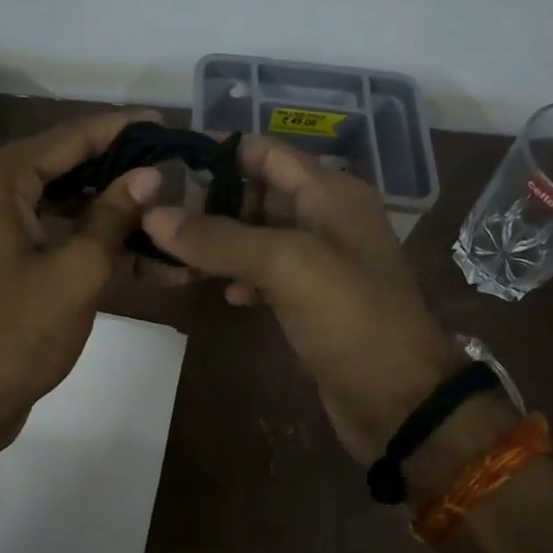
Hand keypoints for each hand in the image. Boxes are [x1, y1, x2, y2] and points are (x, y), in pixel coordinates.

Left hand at [0, 110, 163, 450]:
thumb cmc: (16, 336)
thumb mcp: (77, 272)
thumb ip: (113, 215)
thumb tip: (149, 174)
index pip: (67, 137)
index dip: (120, 129)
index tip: (164, 122)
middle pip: (59, 161)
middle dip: (114, 165)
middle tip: (167, 164)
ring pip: (52, 192)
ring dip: (100, 200)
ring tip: (153, 200)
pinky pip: (38, 219)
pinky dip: (77, 225)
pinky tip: (120, 234)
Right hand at [141, 137, 464, 464]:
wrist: (400, 401)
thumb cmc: (351, 318)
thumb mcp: (286, 265)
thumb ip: (220, 237)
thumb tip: (153, 214)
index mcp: (329, 191)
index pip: (263, 151)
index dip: (215, 153)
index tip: (162, 167)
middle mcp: (325, 216)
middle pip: (256, 191)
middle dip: (208, 202)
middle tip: (152, 218)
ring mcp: (320, 259)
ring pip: (256, 235)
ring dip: (217, 243)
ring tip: (170, 256)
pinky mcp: (312, 299)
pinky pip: (266, 273)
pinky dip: (241, 276)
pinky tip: (224, 294)